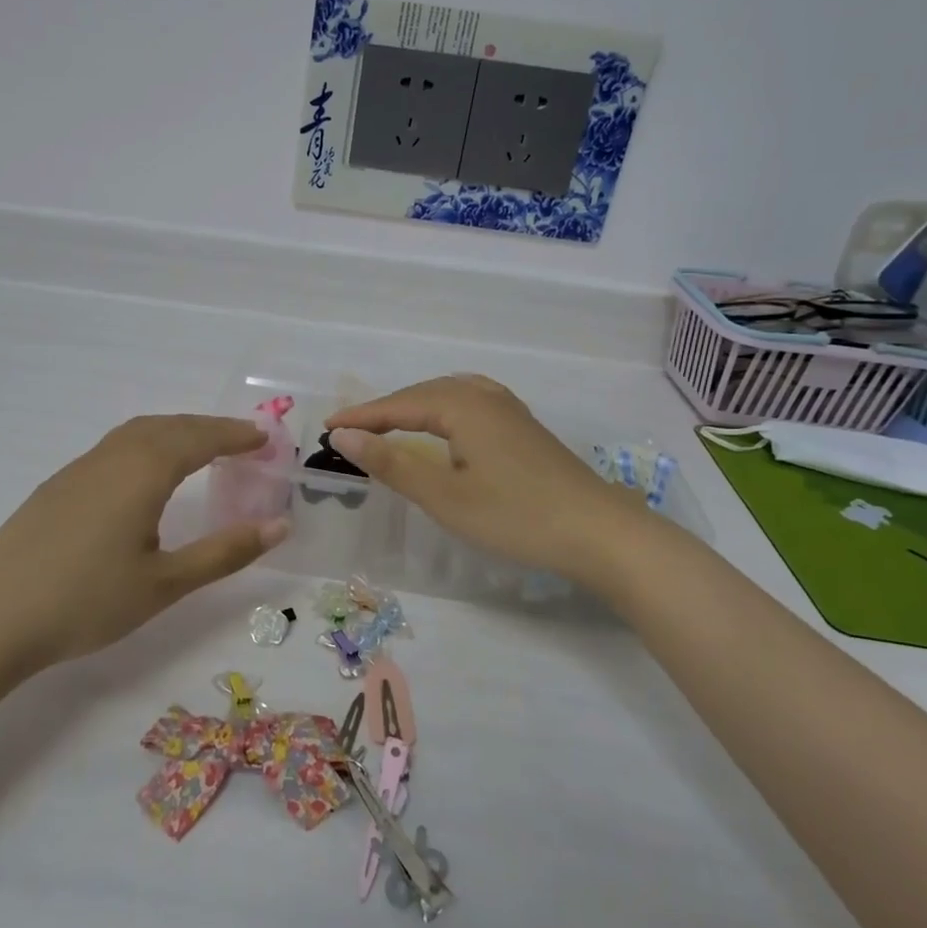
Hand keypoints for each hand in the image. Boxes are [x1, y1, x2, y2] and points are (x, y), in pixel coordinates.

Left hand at [0, 415, 288, 665]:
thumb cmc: (85, 601)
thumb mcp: (165, 583)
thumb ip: (224, 552)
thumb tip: (280, 525)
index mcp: (143, 471)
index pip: (200, 438)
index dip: (235, 436)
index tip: (265, 439)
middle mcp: (112, 457)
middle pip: (169, 426)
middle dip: (209, 428)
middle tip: (241, 441)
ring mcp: (79, 468)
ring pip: (137, 432)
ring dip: (175, 431)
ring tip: (199, 450)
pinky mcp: (57, 486)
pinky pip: (114, 447)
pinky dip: (146, 444)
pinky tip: (143, 475)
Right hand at [326, 375, 635, 582]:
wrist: (598, 532)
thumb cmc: (515, 516)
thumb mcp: (444, 496)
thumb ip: (392, 463)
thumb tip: (345, 436)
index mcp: (462, 406)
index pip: (399, 405)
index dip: (362, 417)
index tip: (328, 428)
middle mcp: (485, 396)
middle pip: (423, 394)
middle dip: (385, 409)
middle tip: (351, 429)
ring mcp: (510, 410)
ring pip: (449, 396)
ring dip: (414, 407)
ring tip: (390, 422)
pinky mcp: (524, 427)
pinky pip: (470, 403)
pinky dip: (443, 409)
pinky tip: (448, 421)